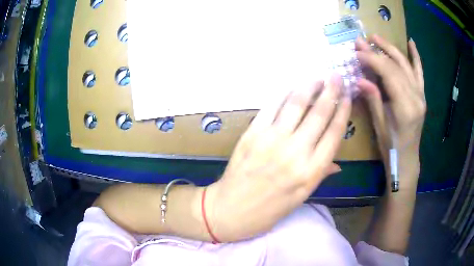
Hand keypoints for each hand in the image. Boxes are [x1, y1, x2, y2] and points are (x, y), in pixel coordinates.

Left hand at [204, 74, 350, 241]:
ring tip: (317, 77)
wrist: (232, 210)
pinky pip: (271, 106)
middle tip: (336, 76)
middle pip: (320, 112)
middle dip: (331, 90)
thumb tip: (337, 162)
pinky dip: (284, 93)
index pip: (335, 131)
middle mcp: (296, 151)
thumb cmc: (270, 209)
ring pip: (296, 103)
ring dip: (309, 86)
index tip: (347, 95)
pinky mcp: (252, 133)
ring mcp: (272, 140)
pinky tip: (292, 86)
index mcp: (312, 171)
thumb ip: (321, 173)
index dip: (343, 109)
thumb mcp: (302, 196)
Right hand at [355, 35, 425, 185]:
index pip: (389, 73)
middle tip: (361, 41)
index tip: (356, 51)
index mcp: (405, 107)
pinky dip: (416, 57)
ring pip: (406, 65)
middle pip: (396, 66)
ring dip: (390, 48)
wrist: (407, 159)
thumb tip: (359, 78)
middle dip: (377, 51)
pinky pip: (419, 72)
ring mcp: (421, 95)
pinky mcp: (421, 95)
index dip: (372, 59)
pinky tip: (411, 43)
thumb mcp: (379, 125)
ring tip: (376, 37)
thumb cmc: (391, 147)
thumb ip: (373, 99)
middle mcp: (416, 97)